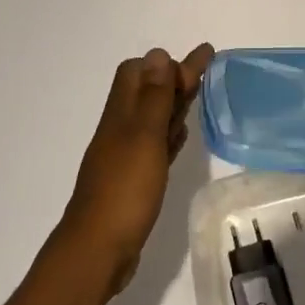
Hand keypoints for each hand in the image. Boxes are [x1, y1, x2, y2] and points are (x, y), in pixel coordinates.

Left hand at [59, 44, 214, 295]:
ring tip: (197, 95)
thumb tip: (158, 54)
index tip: (202, 59)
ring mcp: (126, 156)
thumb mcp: (144, 138)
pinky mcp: (134, 181)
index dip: (166, 63)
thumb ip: (153, 98)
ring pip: (152, 119)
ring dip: (173, 104)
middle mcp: (121, 130)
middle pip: (147, 93)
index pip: (137, 72)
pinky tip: (180, 136)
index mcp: (121, 115)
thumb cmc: (124, 190)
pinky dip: (169, 135)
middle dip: (174, 78)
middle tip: (206, 71)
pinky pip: (155, 147)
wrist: (98, 250)